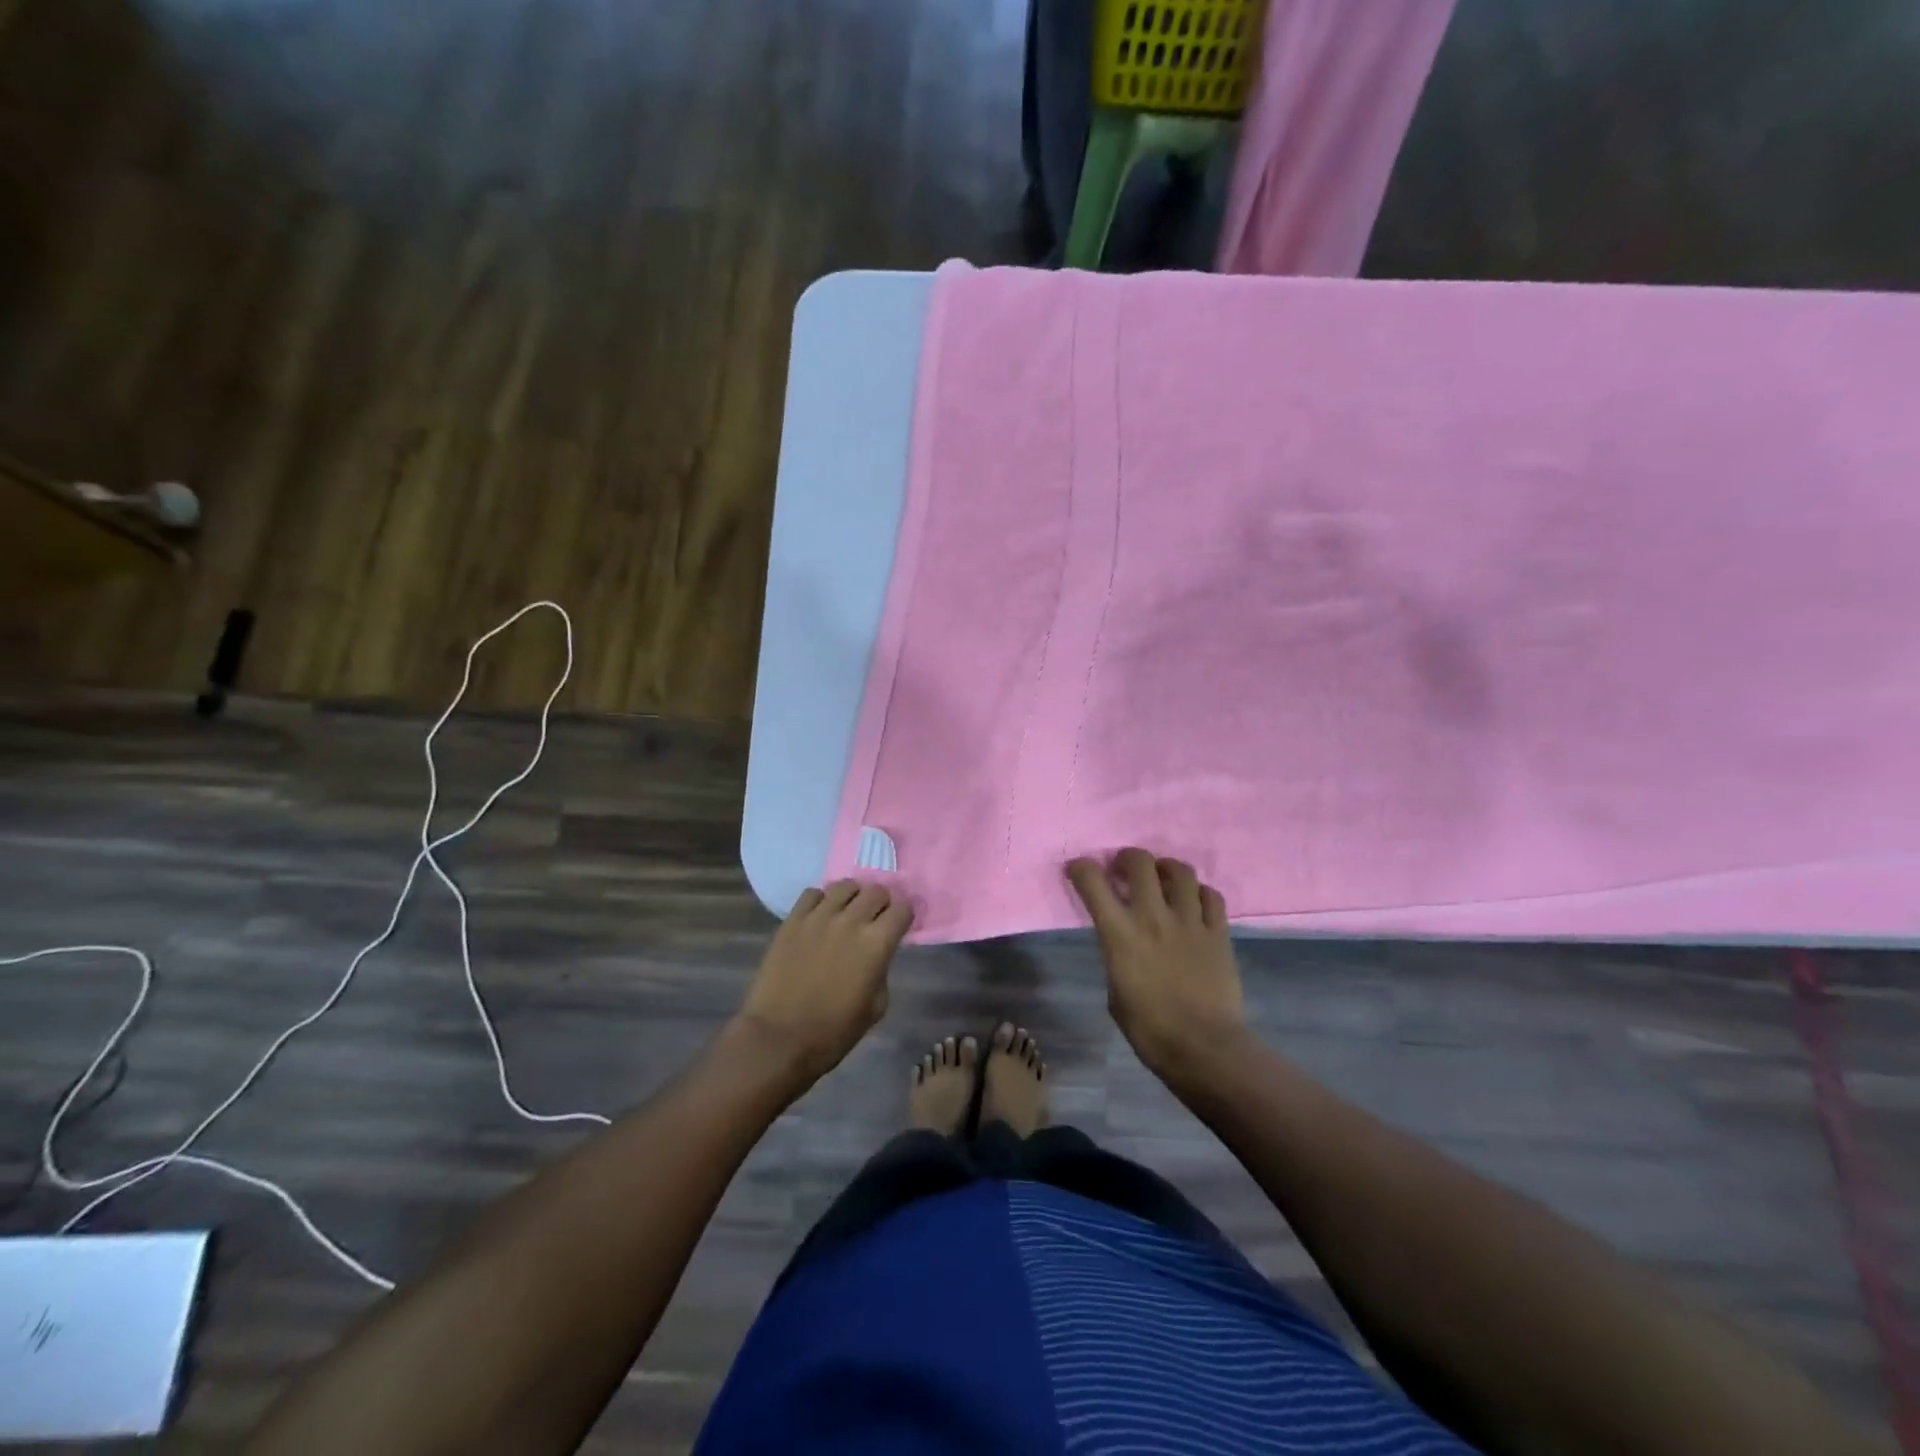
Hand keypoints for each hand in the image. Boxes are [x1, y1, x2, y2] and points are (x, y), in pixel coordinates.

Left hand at [736, 880, 912, 1082]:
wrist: (779, 1039)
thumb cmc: (834, 1031)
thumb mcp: (876, 1006)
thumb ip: (882, 968)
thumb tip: (877, 953)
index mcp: (876, 943)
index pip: (903, 908)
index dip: (905, 916)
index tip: (900, 926)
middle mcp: (850, 921)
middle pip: (876, 890)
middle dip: (882, 902)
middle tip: (876, 919)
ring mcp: (818, 917)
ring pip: (845, 885)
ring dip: (853, 896)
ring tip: (848, 912)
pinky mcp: (792, 920)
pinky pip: (812, 893)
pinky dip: (822, 900)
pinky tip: (820, 916)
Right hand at [1066, 849, 1246, 1078]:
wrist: (1205, 1048)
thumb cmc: (1150, 1030)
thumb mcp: (1115, 991)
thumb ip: (1117, 956)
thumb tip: (1124, 944)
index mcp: (1120, 934)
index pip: (1092, 882)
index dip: (1081, 868)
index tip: (1079, 870)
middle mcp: (1154, 917)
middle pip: (1140, 862)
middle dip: (1128, 858)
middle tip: (1125, 869)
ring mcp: (1190, 921)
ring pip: (1180, 871)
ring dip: (1166, 868)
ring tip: (1163, 877)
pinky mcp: (1219, 932)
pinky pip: (1211, 896)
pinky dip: (1199, 892)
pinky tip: (1194, 902)